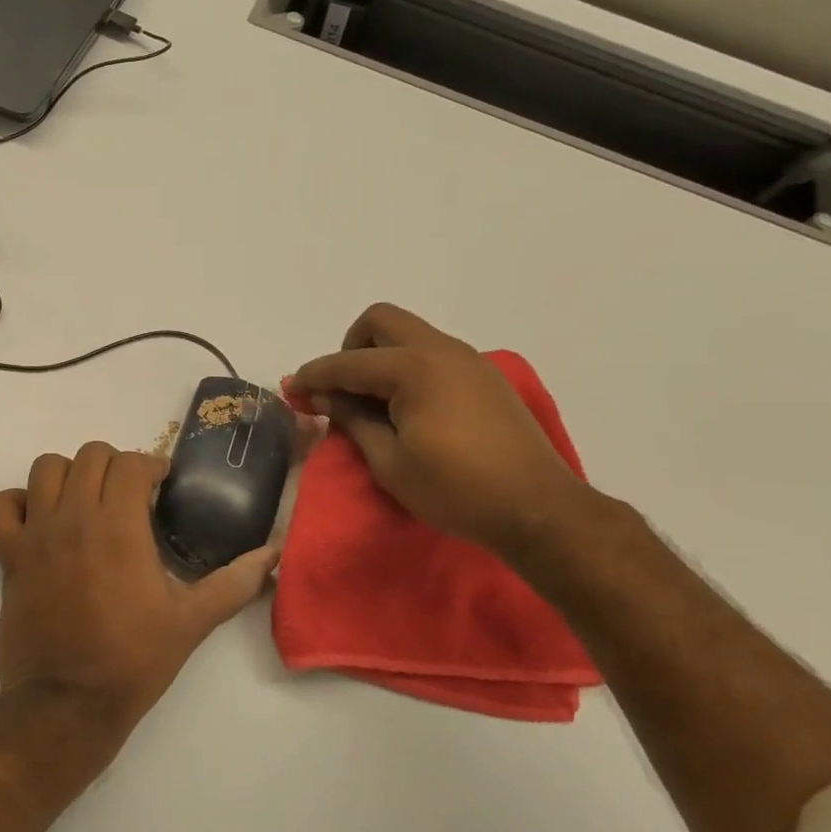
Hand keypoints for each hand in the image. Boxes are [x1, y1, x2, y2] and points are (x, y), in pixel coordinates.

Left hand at [0, 442, 279, 731]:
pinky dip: (16, 503)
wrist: (66, 704)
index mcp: (118, 525)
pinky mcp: (9, 556)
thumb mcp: (192, 621)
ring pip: (44, 468)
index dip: (151, 466)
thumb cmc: (133, 659)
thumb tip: (274, 555)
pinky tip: (38, 520)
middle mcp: (74, 516)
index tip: (161, 485)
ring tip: (86, 498)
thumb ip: (235, 582)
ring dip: (69, 473)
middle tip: (129, 493)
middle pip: (89, 455)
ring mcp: (36, 534)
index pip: (131, 462)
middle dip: (114, 464)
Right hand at [290, 303, 587, 555]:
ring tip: (372, 403)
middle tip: (342, 390)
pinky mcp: (484, 377)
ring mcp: (468, 360)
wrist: (539, 510)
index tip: (291, 391)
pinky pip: (432, 353)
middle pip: (381, 321)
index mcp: (415, 369)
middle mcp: (442, 350)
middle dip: (350, 348)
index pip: (348, 362)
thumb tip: (322, 397)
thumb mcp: (390, 462)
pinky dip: (407, 367)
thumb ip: (352, 420)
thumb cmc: (456, 490)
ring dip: (379, 356)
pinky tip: (407, 407)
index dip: (314, 376)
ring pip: (409, 334)